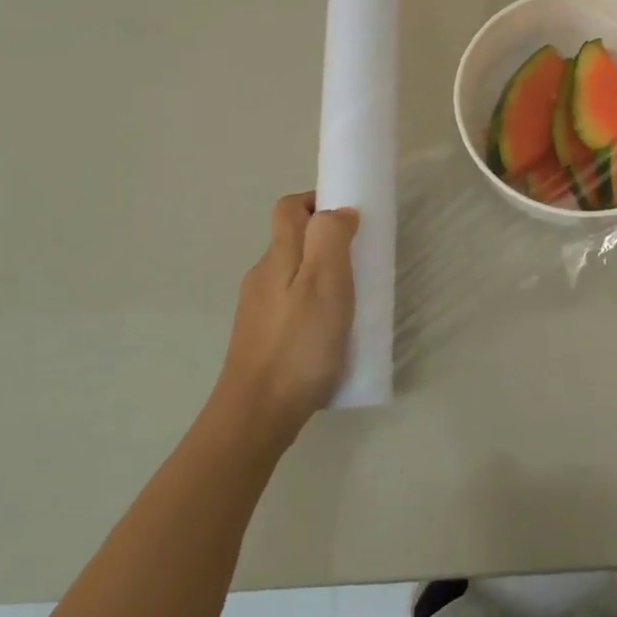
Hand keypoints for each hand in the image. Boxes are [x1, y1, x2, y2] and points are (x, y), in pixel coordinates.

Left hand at [207, 194, 358, 451]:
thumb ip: (331, 239)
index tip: (350, 218)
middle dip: (326, 241)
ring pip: (292, 275)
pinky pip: (290, 305)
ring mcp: (257, 309)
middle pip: (291, 240)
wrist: (256, 414)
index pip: (289, 208)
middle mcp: (262, 276)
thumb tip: (338, 211)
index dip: (316, 201)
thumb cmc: (298, 344)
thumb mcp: (326, 283)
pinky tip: (330, 333)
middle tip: (361, 262)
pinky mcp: (260, 337)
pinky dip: (312, 305)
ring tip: (351, 301)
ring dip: (321, 275)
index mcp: (278, 256)